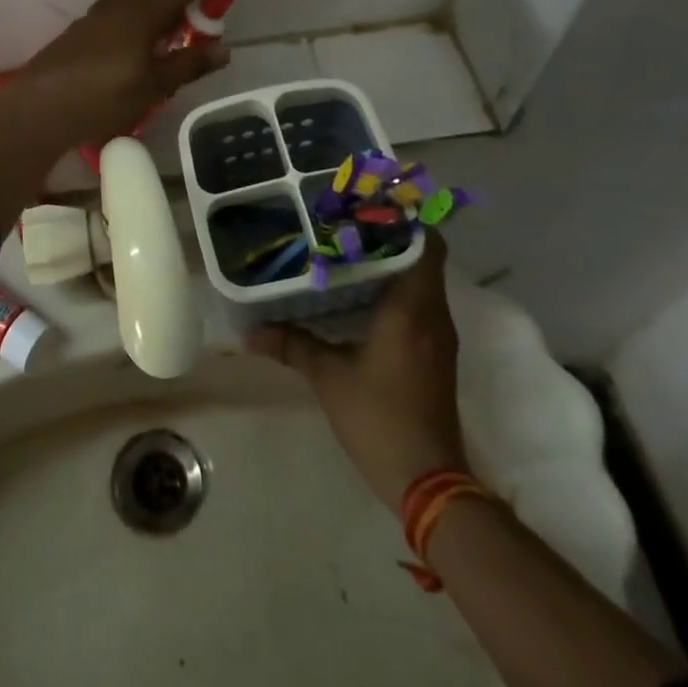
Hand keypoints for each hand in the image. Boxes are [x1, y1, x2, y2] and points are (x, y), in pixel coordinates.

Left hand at [13, 0, 231, 152]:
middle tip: (189, 33)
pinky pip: (114, 16)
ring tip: (161, 51)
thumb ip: (189, 64)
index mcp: (144, 10)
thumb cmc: (103, 97)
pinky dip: (132, 25)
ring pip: (132, 0)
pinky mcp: (78, 31)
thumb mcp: (154, 86)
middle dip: (177, 1)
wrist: (39, 107)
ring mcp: (95, 16)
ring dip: (153, 14)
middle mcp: (119, 4)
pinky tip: (130, 60)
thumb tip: (222, 49)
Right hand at [246, 235, 467, 507]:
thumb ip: (292, 345)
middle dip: (389, 236)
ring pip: (421, 281)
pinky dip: (395, 290)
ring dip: (392, 263)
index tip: (369, 205)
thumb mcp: (328, 376)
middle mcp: (432, 314)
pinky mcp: (435, 355)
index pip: (426, 243)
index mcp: (412, 307)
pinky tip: (360, 294)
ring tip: (347, 250)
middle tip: (346, 222)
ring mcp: (438, 336)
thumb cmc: (379, 417)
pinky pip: (420, 304)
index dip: (405, 219)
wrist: (428, 481)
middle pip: (422, 256)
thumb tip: (249, 331)